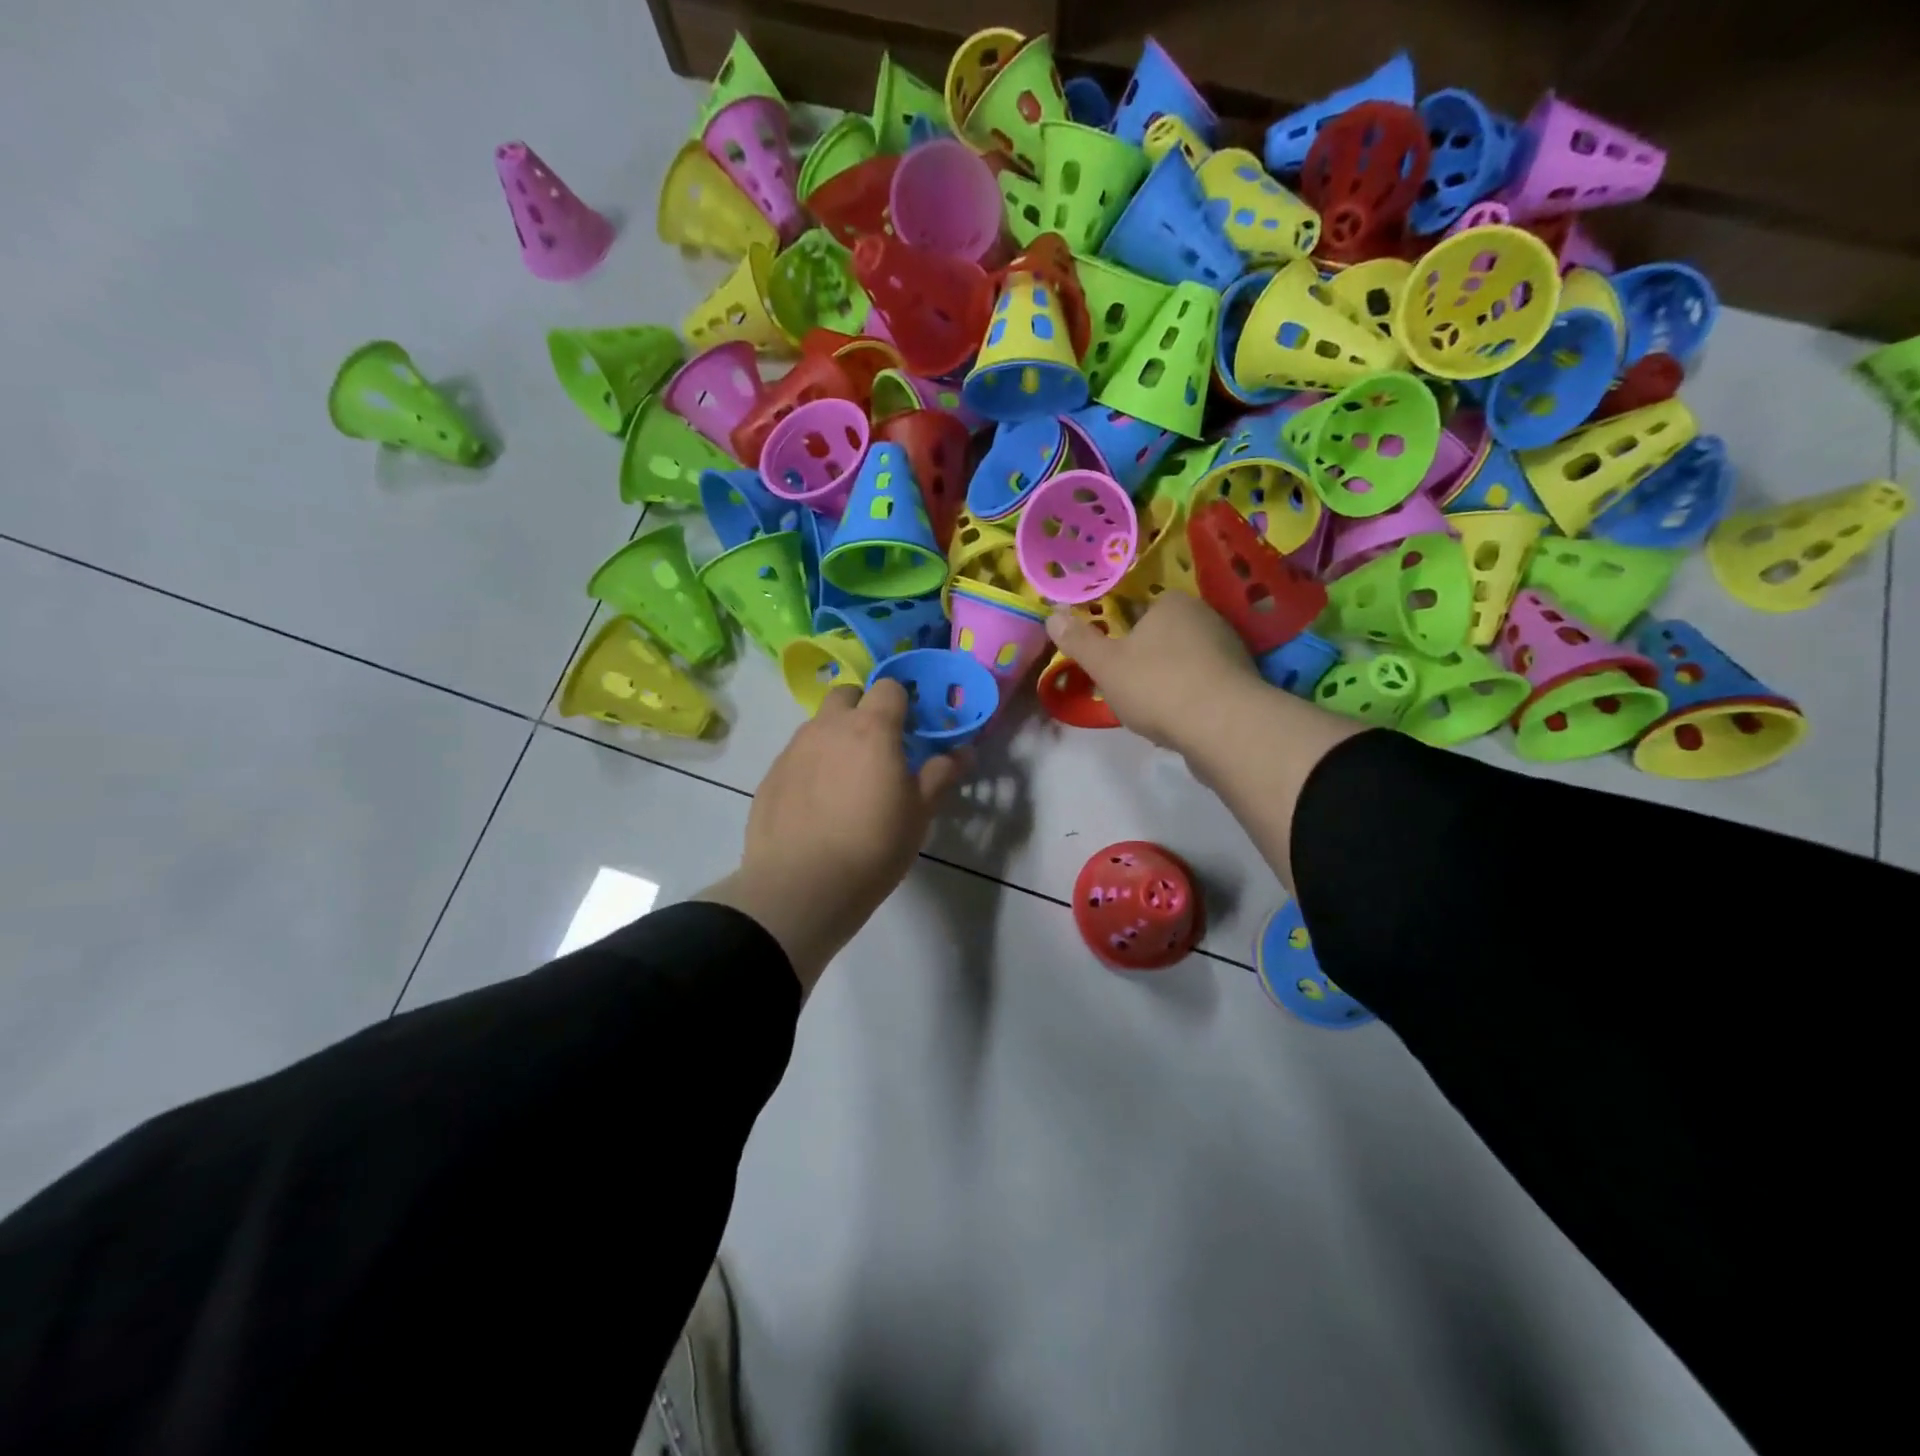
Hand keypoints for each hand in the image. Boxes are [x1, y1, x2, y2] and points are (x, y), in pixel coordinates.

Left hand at [700, 680, 964, 993]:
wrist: (800, 887)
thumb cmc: (873, 846)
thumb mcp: (919, 814)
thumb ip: (940, 775)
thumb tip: (963, 752)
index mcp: (871, 728)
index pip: (889, 687)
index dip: (903, 702)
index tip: (912, 730)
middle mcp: (828, 727)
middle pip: (847, 695)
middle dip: (863, 709)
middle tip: (878, 748)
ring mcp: (794, 749)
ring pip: (819, 725)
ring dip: (836, 737)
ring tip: (847, 781)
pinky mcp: (771, 775)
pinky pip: (797, 756)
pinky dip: (812, 766)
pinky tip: (818, 805)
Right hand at [1048, 593, 1262, 753]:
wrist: (1223, 727)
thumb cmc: (1157, 685)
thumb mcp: (1105, 665)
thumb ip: (1078, 640)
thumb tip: (1052, 616)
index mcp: (1173, 603)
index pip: (1143, 606)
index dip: (1124, 631)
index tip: (1112, 658)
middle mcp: (1207, 616)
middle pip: (1166, 634)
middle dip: (1147, 656)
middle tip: (1128, 685)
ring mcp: (1230, 649)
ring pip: (1187, 660)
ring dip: (1170, 679)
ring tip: (1152, 707)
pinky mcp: (1243, 682)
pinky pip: (1206, 683)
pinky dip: (1191, 697)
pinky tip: (1179, 719)